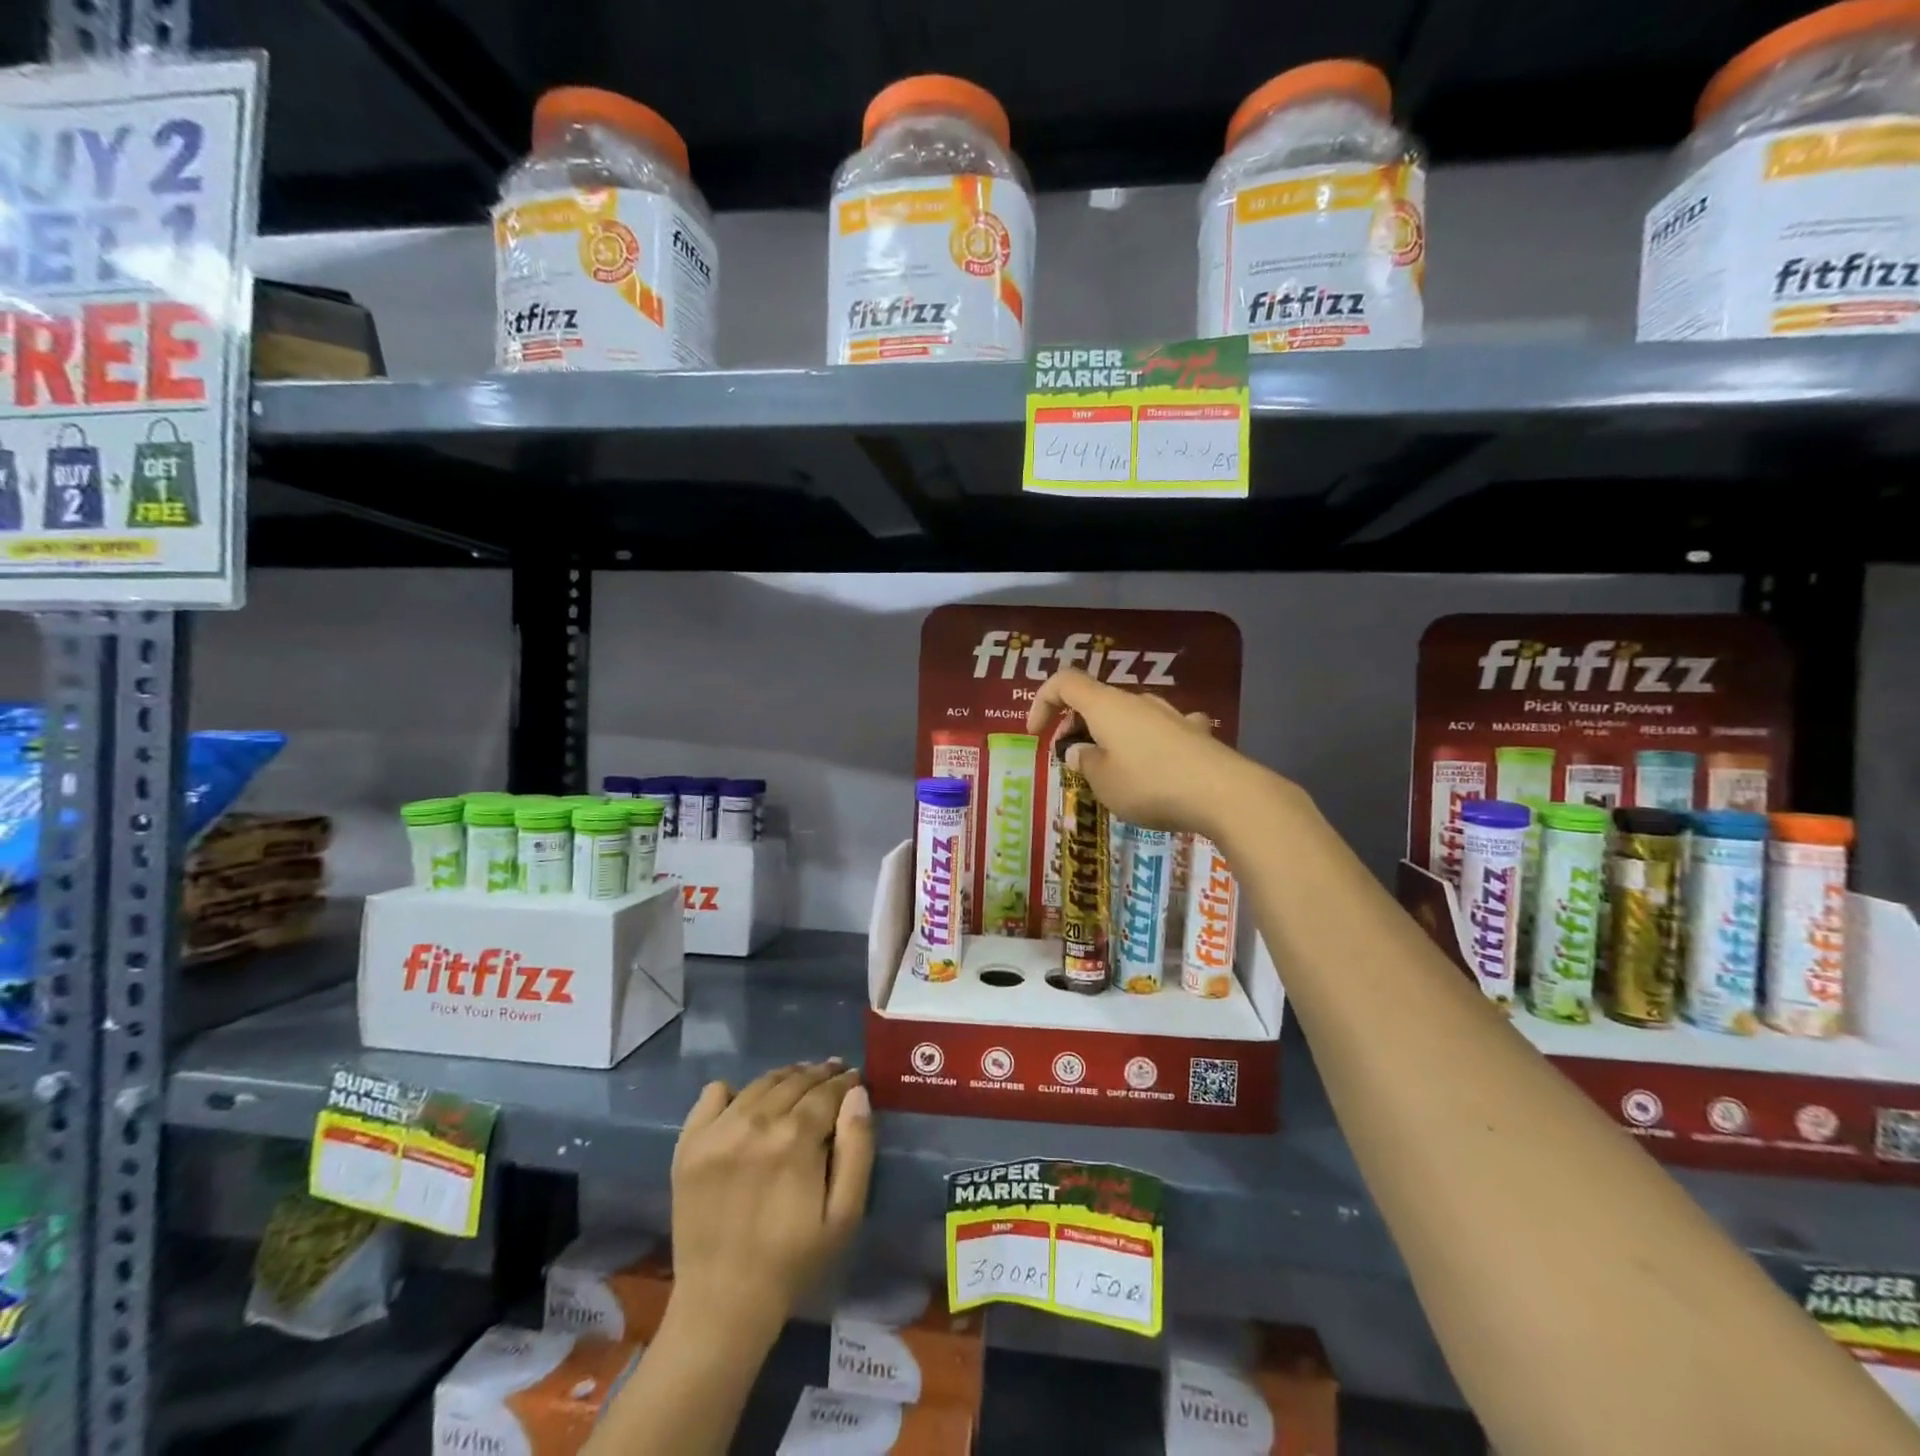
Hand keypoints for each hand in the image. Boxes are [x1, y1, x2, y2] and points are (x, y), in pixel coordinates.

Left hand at [668, 1062, 873, 1341]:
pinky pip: (713, 1094)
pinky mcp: (689, 1144)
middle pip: (795, 1080)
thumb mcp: (844, 1214)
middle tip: (833, 1074)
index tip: (855, 1080)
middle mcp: (756, 1122)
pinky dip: (734, 1090)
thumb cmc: (793, 1262)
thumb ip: (857, 1148)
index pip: (828, 1091)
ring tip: (800, 1080)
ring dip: (786, 1077)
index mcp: (796, 1138)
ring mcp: (718, 1130)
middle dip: (820, 1074)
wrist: (723, 1305)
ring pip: (761, 1083)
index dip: (846, 1082)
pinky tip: (747, 1102)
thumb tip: (857, 1094)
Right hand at [1026, 668, 1267, 838]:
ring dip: (1110, 736)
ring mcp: (1170, 714)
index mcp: (1106, 706)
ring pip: (1128, 716)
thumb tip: (1081, 752)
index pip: (1064, 682)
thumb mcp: (1103, 782)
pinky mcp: (1195, 732)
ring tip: (1110, 770)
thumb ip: (1084, 763)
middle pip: (1095, 700)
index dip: (1041, 702)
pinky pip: (1160, 731)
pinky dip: (1146, 744)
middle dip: (1075, 726)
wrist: (1224, 793)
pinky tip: (1157, 767)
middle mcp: (1137, 701)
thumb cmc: (1150, 785)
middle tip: (1072, 761)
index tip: (1035, 734)